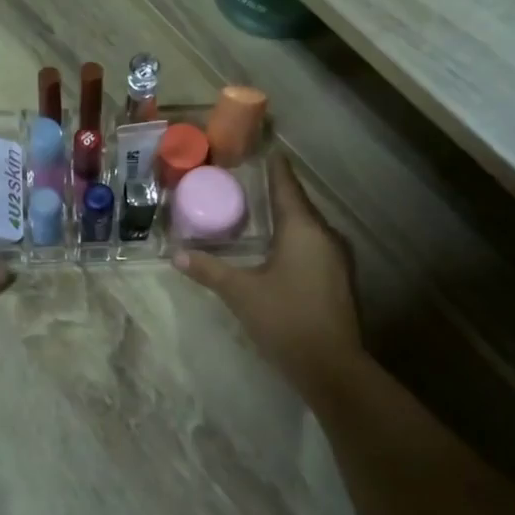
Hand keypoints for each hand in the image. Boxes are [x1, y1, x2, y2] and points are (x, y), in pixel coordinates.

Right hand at [172, 156, 363, 394]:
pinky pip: (312, 245)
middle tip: (245, 180)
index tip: (261, 147)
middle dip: (273, 191)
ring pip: (306, 226)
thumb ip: (209, 270)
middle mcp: (325, 235)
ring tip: (255, 209)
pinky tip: (274, 247)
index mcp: (303, 229)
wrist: (332, 367)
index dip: (274, 166)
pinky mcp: (337, 278)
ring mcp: (336, 258)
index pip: (286, 185)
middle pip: (297, 204)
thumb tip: (176, 254)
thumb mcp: (240, 293)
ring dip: (283, 217)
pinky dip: (292, 238)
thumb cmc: (285, 319)